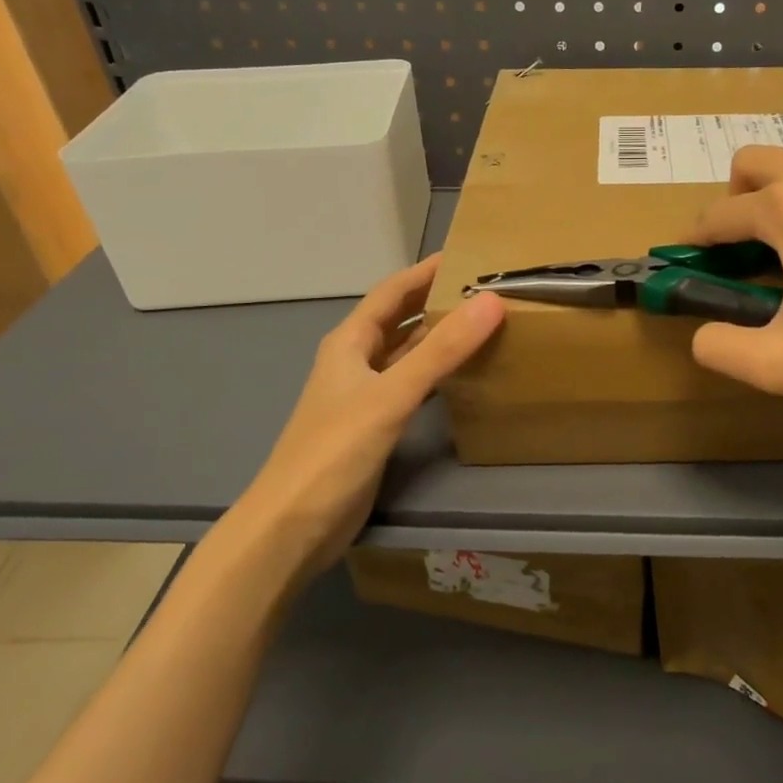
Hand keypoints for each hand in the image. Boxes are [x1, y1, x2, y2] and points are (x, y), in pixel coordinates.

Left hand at [241, 254, 503, 567]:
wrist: (291, 528)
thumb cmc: (333, 453)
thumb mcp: (390, 396)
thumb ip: (441, 351)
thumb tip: (490, 302)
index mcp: (349, 343)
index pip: (392, 292)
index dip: (425, 271)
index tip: (467, 255)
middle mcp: (355, 362)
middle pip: (399, 320)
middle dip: (436, 301)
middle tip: (485, 289)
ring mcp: (364, 396)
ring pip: (407, 354)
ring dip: (439, 338)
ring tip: (484, 325)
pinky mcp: (375, 426)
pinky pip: (412, 386)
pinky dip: (437, 374)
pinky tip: (464, 376)